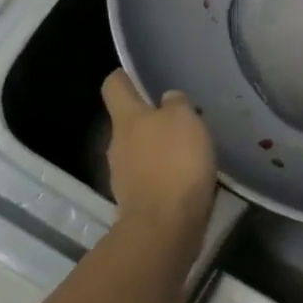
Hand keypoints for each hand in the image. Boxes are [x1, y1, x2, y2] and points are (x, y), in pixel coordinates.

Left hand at [101, 70, 216, 251]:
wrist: (164, 227)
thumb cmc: (174, 163)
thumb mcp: (184, 120)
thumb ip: (176, 104)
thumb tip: (167, 100)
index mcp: (126, 118)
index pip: (114, 86)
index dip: (124, 77)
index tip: (136, 75)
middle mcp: (117, 144)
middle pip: (128, 122)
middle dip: (149, 119)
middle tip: (180, 119)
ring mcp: (123, 176)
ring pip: (139, 152)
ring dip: (158, 150)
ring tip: (187, 152)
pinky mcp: (135, 202)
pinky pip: (149, 179)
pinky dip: (164, 176)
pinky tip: (185, 180)